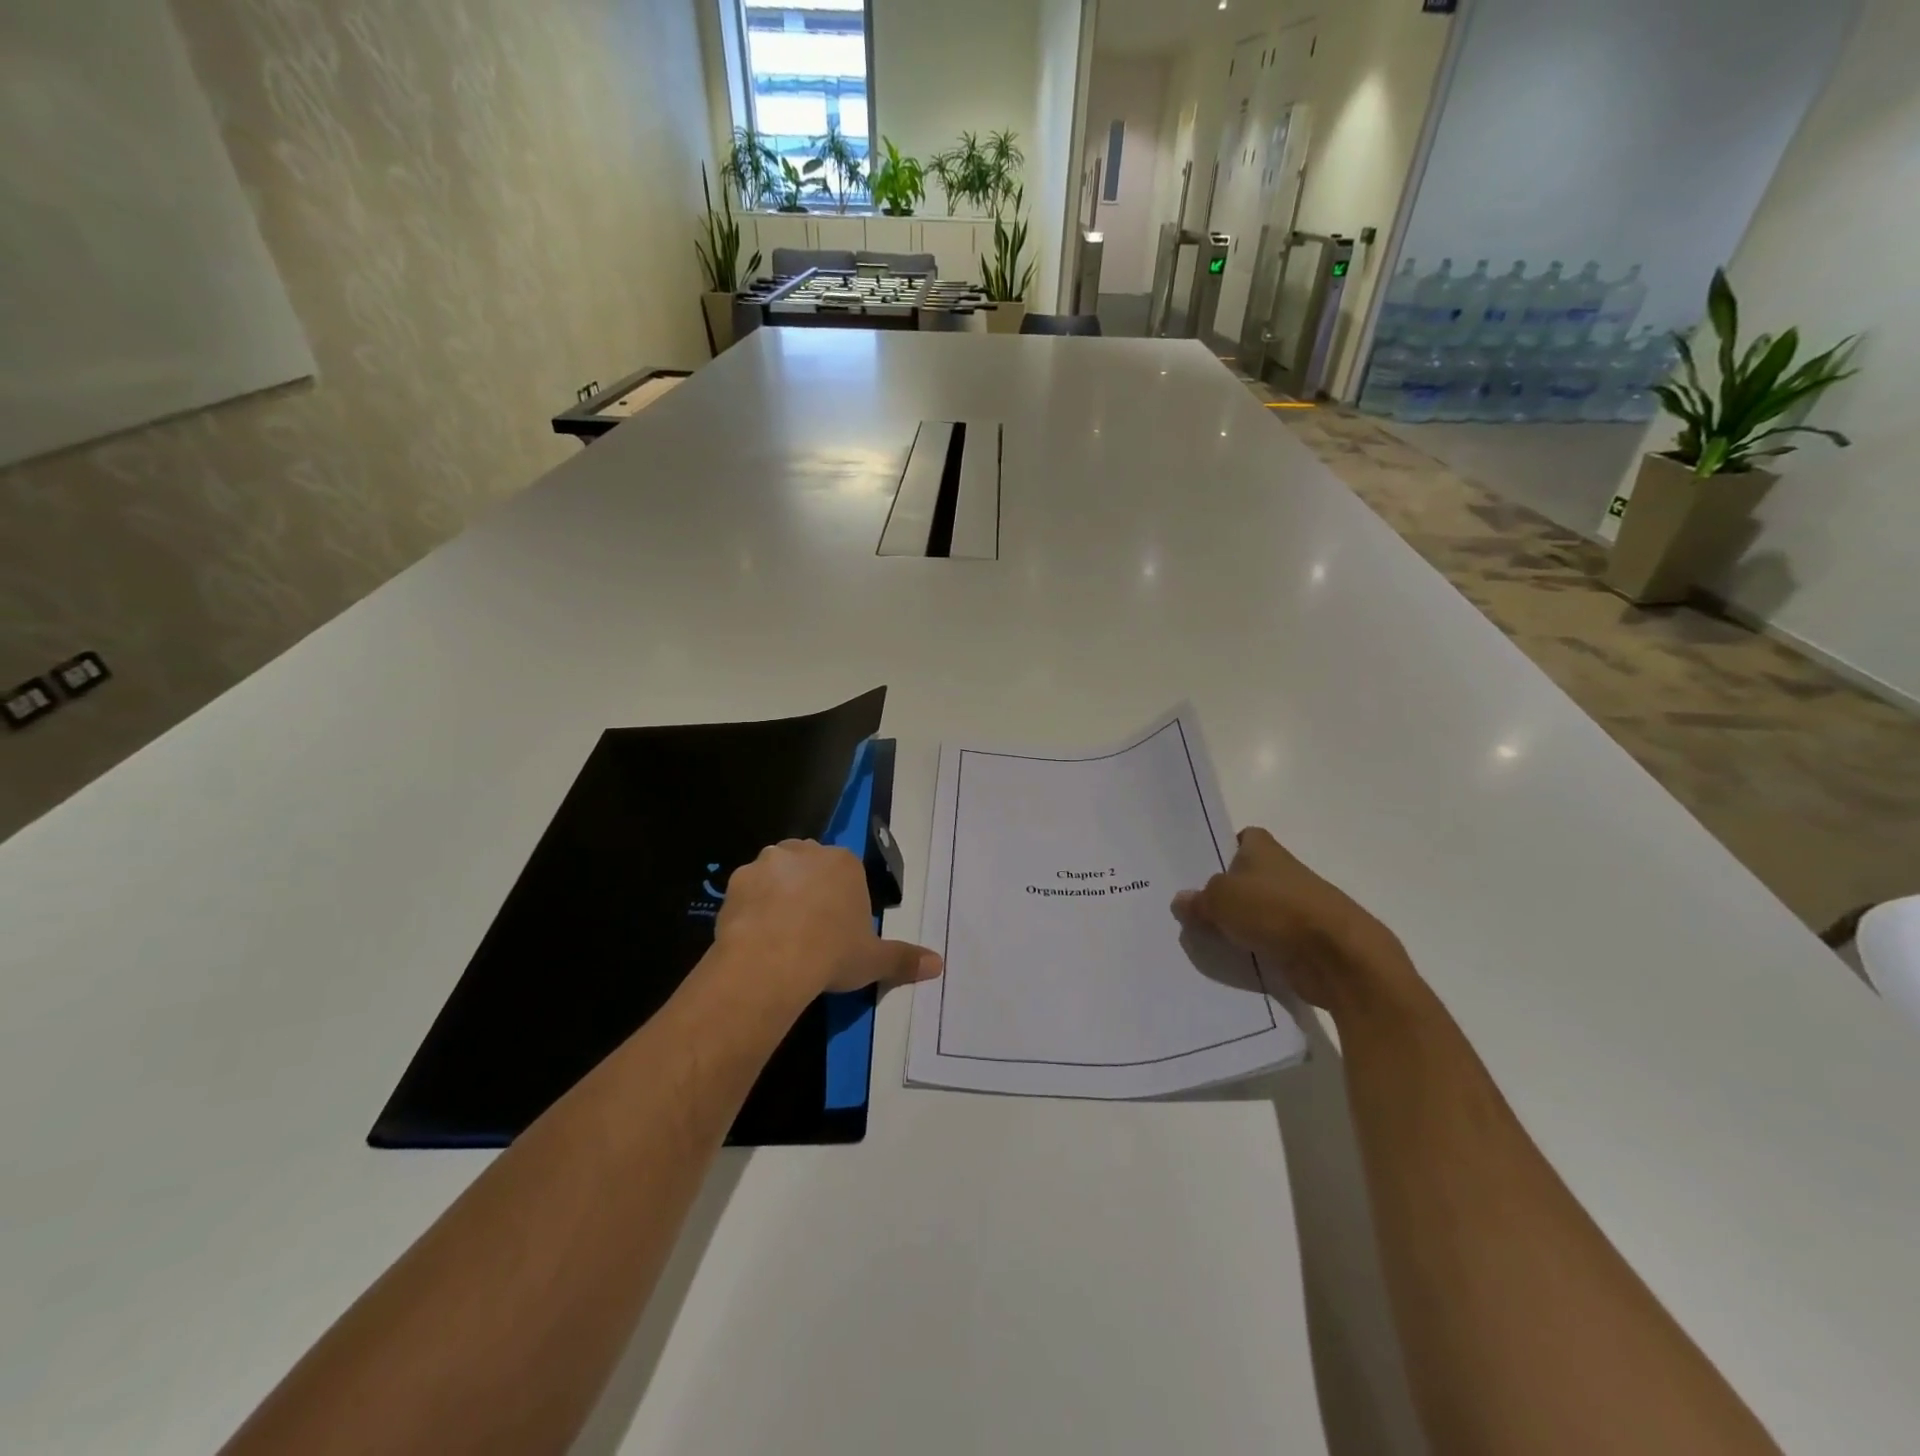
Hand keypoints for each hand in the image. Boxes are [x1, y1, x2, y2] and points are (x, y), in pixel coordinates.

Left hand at [715, 839, 942, 998]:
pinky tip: (753, 935)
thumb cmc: (832, 953)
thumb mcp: (874, 960)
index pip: (846, 872)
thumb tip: (939, 965)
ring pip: (776, 873)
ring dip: (778, 892)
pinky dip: (750, 907)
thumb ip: (905, 959)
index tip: (838, 928)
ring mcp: (768, 862)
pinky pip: (747, 890)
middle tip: (809, 928)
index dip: (842, 899)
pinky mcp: (736, 880)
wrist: (772, 961)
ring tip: (778, 932)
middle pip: (810, 865)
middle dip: (810, 888)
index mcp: (844, 863)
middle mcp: (806, 852)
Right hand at [1172, 827, 1416, 1018]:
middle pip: (1247, 876)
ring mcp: (1297, 907)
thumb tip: (1181, 900)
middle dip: (1225, 891)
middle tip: (1192, 906)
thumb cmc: (1274, 910)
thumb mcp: (1219, 900)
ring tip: (1205, 935)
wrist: (1337, 956)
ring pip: (1258, 909)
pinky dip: (1256, 947)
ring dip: (1240, 922)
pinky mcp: (1305, 940)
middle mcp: (1283, 872)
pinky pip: (1271, 939)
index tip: (1202, 868)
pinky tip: (1233, 957)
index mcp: (1264, 850)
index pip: (1243, 838)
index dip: (1224, 848)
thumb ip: (1198, 900)